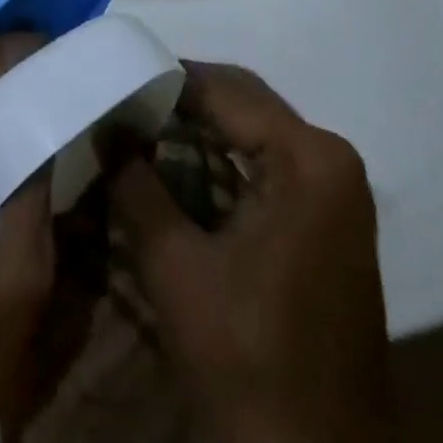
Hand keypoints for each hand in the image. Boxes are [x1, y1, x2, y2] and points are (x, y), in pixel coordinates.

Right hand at [108, 63, 395, 442]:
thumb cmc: (249, 363)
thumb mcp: (175, 268)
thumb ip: (135, 185)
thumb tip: (104, 125)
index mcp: (307, 158)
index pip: (224, 90)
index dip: (163, 80)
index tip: (112, 79)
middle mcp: (331, 158)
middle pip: (244, 103)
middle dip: (179, 102)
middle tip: (120, 105)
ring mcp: (337, 191)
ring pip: (255, 132)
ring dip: (199, 130)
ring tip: (138, 131)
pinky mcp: (332, 220)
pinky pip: (269, 165)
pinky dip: (223, 162)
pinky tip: (177, 170)